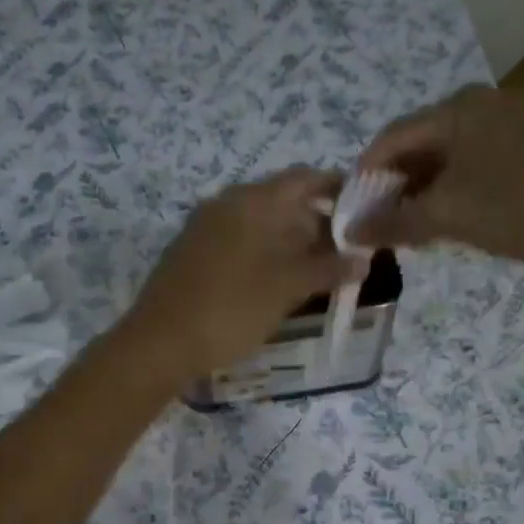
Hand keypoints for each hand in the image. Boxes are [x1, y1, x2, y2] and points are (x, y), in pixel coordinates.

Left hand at [121, 167, 360, 380]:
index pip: (304, 179)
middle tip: (347, 254)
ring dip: (292, 244)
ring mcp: (205, 229)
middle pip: (283, 202)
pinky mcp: (193, 255)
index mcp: (251, 201)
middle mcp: (226, 204)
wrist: (159, 344)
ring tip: (319, 274)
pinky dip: (266, 256)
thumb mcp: (286, 288)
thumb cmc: (230, 309)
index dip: (337, 190)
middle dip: (317, 225)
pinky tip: (280, 285)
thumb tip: (363, 260)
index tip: (364, 212)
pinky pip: (241, 244)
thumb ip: (327, 270)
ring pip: (261, 226)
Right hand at [350, 86, 523, 276]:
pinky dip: (458, 184)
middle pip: (421, 143)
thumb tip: (349, 231)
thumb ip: (394, 222)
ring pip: (451, 153)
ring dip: (427, 188)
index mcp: (458, 109)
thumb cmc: (518, 210)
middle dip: (397, 185)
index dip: (365, 177)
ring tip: (419, 225)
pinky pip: (479, 159)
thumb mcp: (449, 216)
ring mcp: (514, 118)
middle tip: (387, 224)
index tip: (354, 214)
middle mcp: (483, 102)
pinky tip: (459, 213)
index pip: (390, 138)